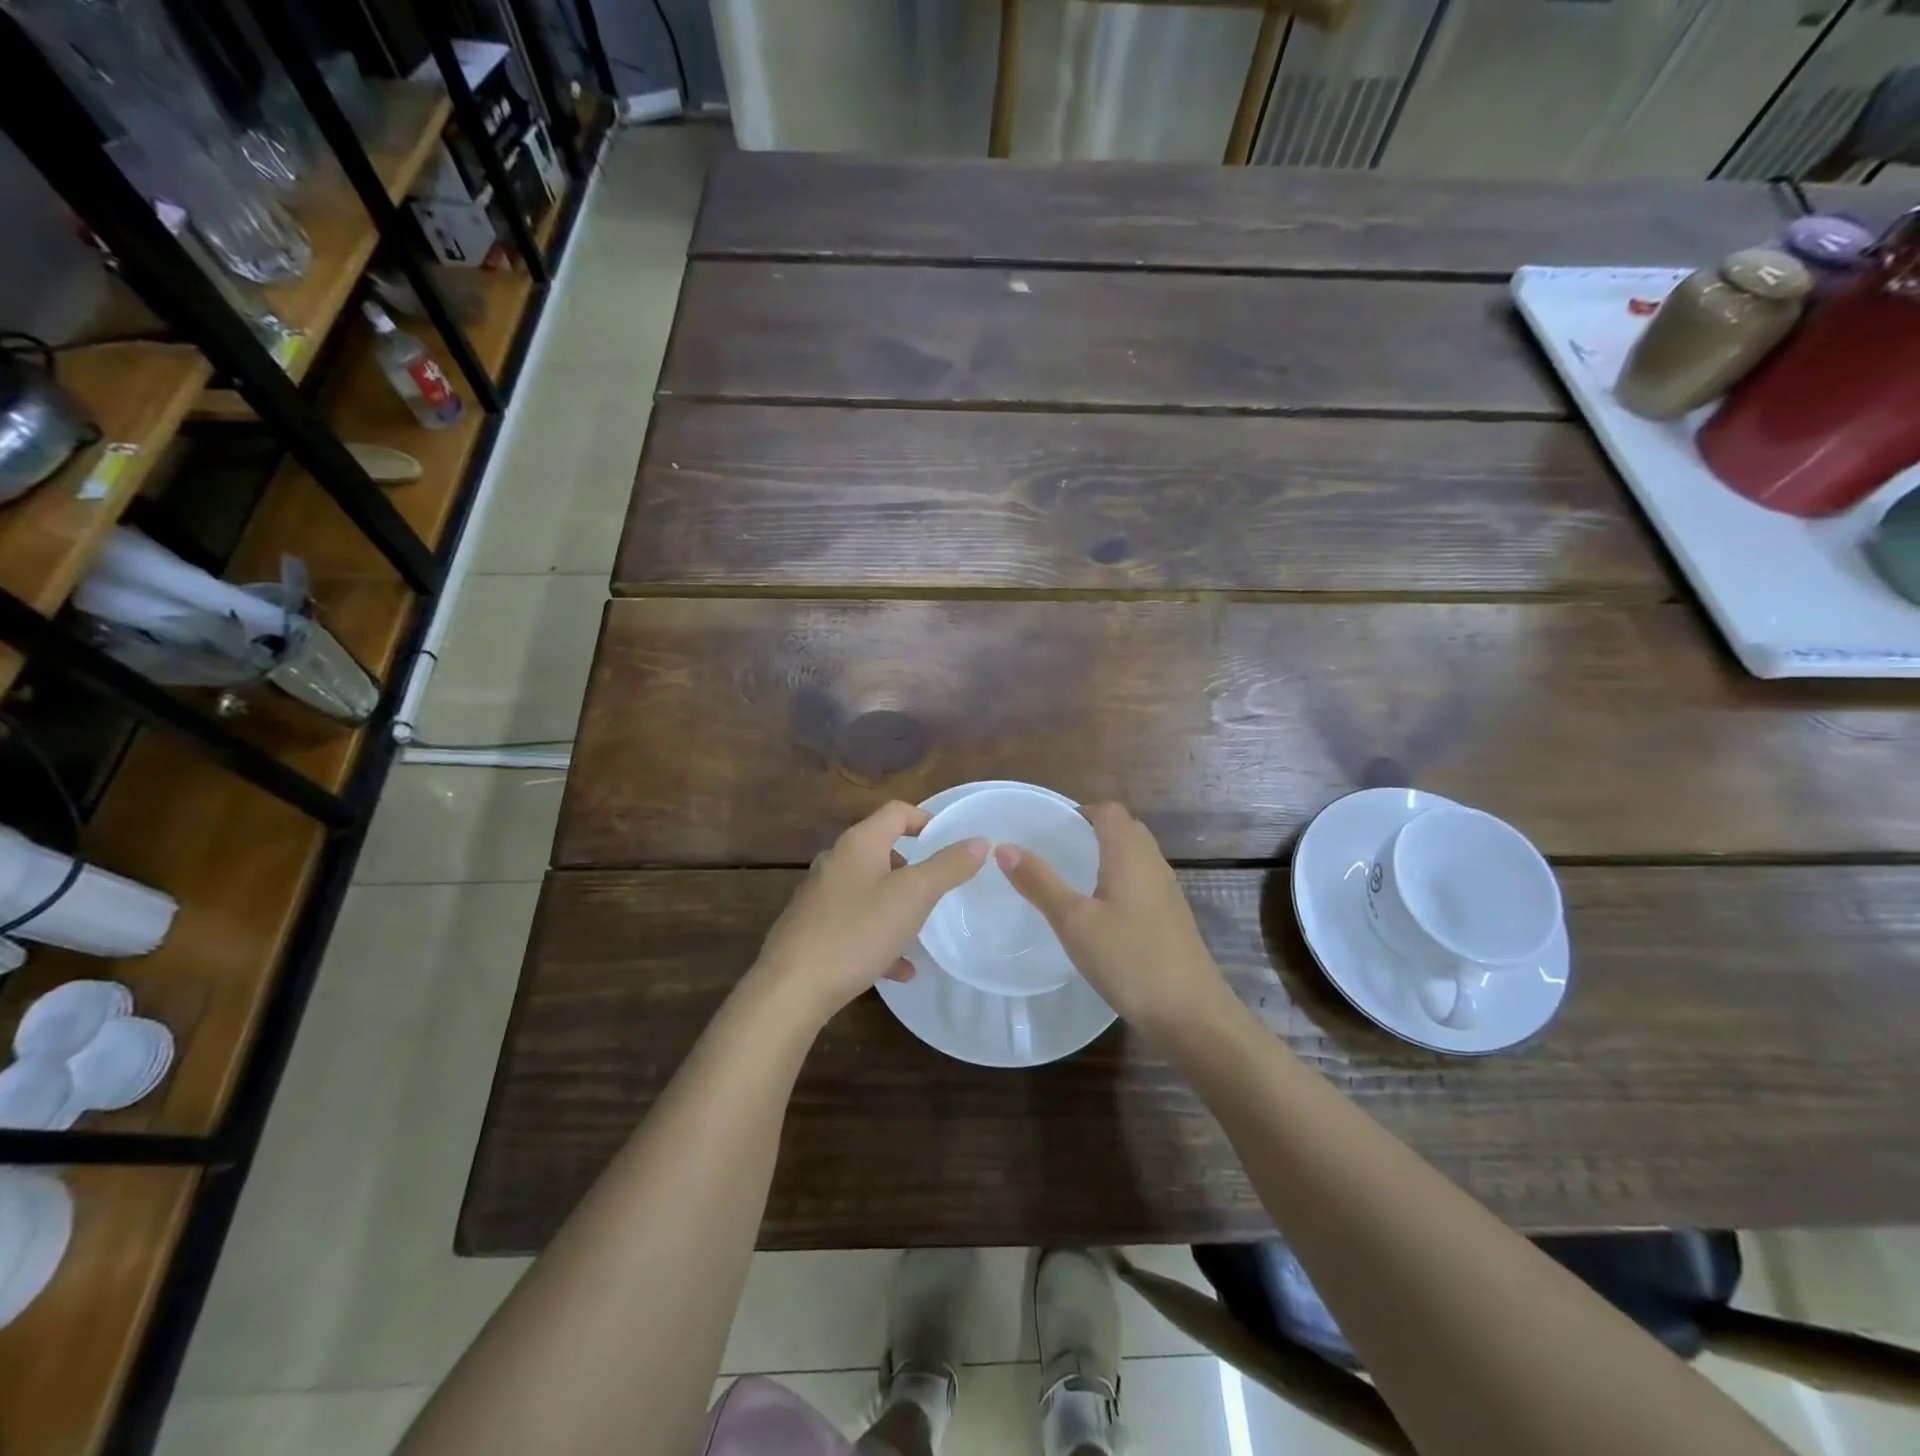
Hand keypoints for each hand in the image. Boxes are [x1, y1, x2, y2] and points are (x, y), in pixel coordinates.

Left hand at [753, 801, 987, 1026]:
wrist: (793, 988)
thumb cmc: (858, 931)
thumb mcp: (914, 896)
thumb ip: (948, 866)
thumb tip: (980, 841)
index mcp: (859, 843)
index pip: (897, 811)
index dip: (927, 820)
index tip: (952, 843)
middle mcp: (835, 861)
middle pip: (881, 850)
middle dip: (913, 868)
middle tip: (938, 890)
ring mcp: (819, 896)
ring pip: (869, 890)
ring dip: (898, 906)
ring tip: (920, 930)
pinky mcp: (811, 929)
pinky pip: (855, 925)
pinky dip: (879, 938)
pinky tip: (899, 969)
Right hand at [996, 802, 1228, 1031]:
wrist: (1190, 1012)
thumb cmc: (1129, 959)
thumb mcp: (1074, 921)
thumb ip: (1039, 882)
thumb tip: (1004, 847)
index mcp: (1130, 854)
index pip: (1108, 811)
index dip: (1080, 811)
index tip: (1049, 827)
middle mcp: (1153, 863)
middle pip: (1125, 828)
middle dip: (1092, 830)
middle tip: (1057, 848)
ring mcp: (1167, 891)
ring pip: (1136, 855)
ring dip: (1107, 855)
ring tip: (1072, 876)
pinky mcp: (1171, 916)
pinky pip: (1142, 880)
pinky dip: (1119, 879)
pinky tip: (1100, 911)